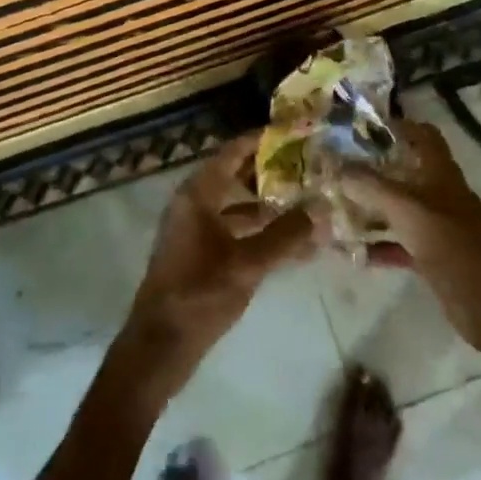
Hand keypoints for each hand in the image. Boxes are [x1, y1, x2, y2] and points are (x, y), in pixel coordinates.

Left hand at [110, 132, 315, 410]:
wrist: (159, 346)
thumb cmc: (200, 294)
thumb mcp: (248, 263)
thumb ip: (286, 234)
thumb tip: (321, 209)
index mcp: (198, 194)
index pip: (232, 152)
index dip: (262, 140)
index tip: (296, 134)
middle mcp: (193, 203)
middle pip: (235, 174)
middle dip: (271, 171)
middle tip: (309, 167)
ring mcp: (194, 229)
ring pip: (236, 203)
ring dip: (268, 202)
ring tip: (306, 202)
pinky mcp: (199, 252)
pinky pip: (233, 228)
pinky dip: (259, 230)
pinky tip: (290, 243)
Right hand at [340, 121, 480, 357]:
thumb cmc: (451, 243)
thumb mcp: (406, 209)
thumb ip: (370, 186)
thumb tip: (334, 167)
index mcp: (440, 172)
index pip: (421, 134)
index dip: (396, 125)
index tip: (361, 126)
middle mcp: (438, 193)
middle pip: (403, 171)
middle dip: (370, 169)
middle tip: (335, 168)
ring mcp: (436, 226)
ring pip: (397, 209)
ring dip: (368, 209)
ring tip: (332, 208)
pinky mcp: (432, 256)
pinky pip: (398, 244)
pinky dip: (376, 246)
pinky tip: (349, 252)